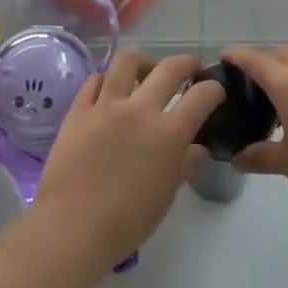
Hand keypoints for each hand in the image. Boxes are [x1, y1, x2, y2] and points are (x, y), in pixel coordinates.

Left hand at [32, 52, 224, 264]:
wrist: (73, 227)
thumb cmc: (127, 221)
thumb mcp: (167, 195)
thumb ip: (185, 164)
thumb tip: (198, 148)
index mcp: (169, 133)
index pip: (202, 96)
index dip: (214, 89)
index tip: (214, 90)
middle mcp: (141, 109)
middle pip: (170, 68)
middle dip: (187, 64)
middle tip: (189, 71)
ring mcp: (106, 105)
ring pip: (128, 61)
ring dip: (144, 63)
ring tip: (145, 74)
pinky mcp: (79, 109)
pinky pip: (96, 80)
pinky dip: (108, 81)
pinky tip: (110, 93)